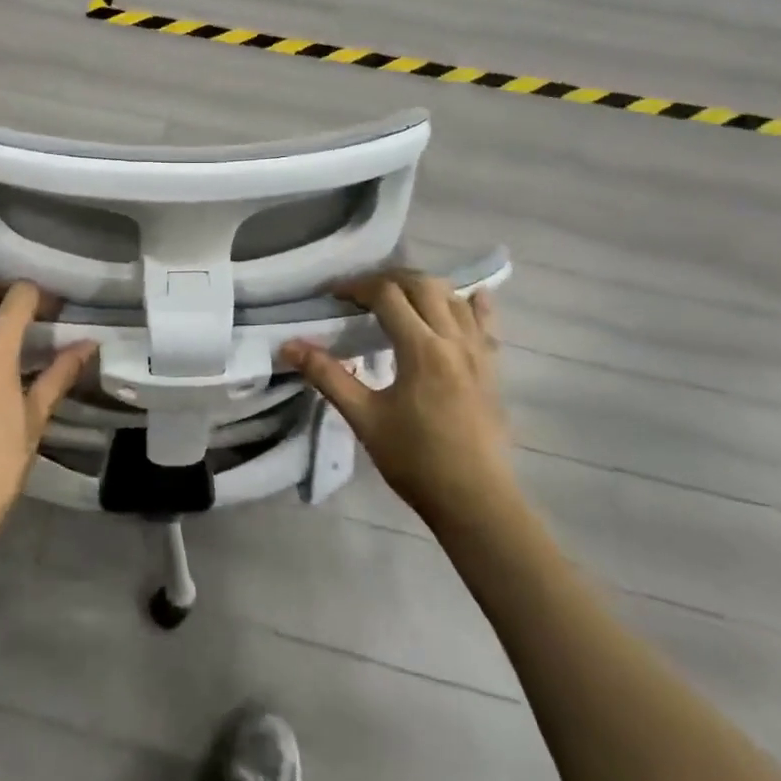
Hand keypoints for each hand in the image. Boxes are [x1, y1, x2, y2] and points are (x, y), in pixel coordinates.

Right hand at [282, 271, 515, 542]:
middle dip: (387, 280)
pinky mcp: (492, 369)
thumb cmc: (415, 460)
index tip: (334, 296)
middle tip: (360, 294)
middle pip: (422, 285)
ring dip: (422, 287)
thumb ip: (327, 376)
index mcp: (422, 349)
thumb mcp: (364, 417)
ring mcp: (479, 353)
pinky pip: (486, 323)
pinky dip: (473, 304)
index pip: (387, 295)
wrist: (475, 501)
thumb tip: (288, 346)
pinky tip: (469, 296)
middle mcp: (454, 340)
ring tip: (397, 297)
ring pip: (453, 298)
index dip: (357, 287)